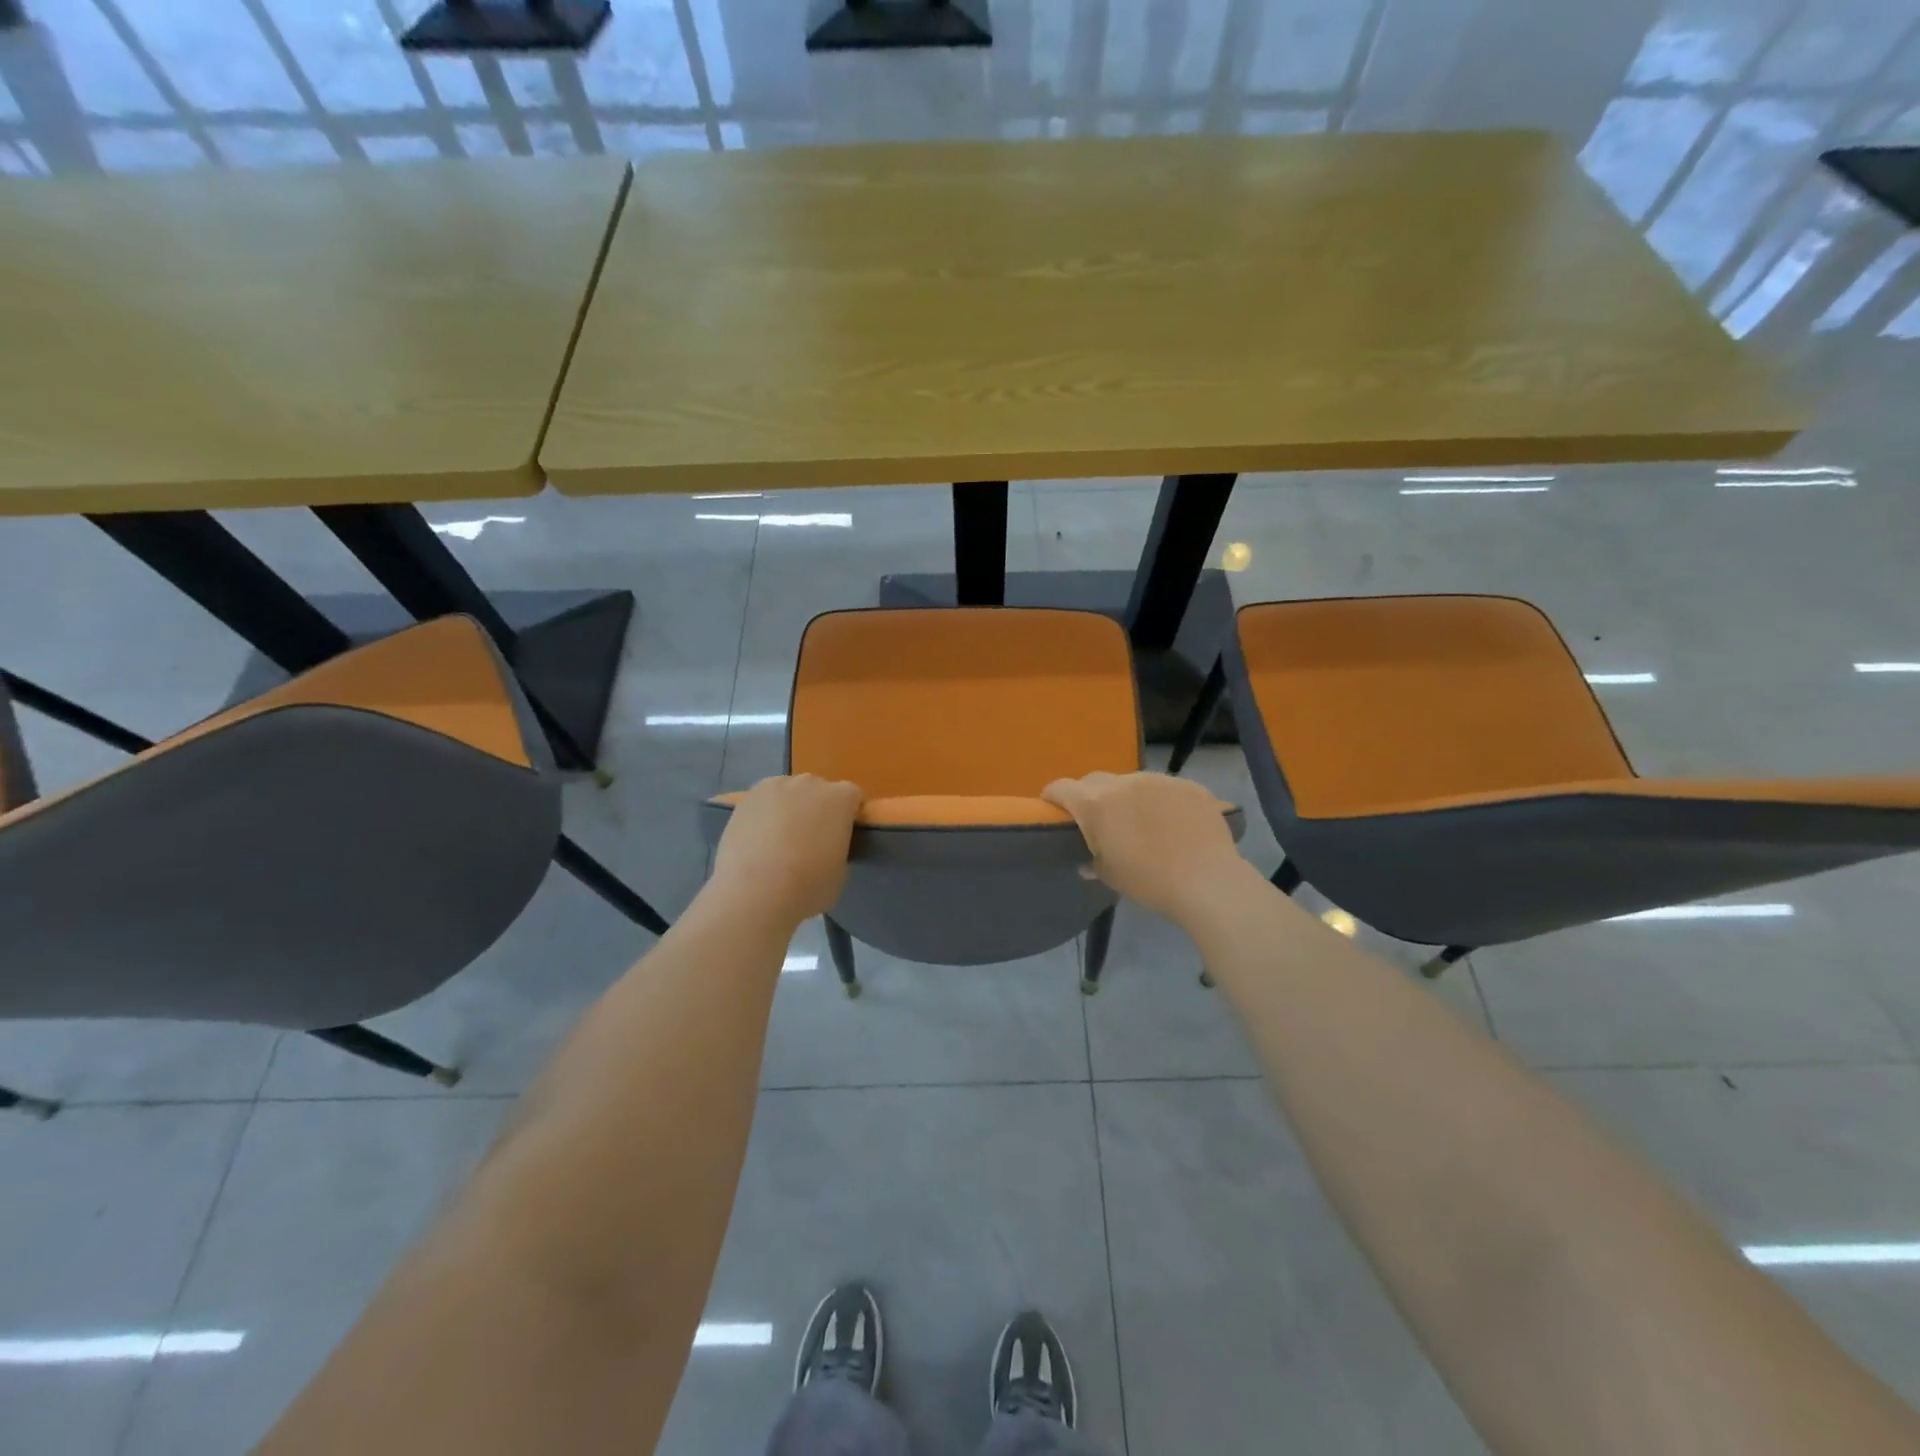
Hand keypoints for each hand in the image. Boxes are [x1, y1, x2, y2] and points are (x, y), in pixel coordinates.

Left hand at [711, 775, 862, 925]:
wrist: (755, 891)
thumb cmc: (808, 886)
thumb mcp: (840, 872)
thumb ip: (837, 848)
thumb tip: (825, 847)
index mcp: (840, 799)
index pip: (852, 796)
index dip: (847, 815)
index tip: (840, 836)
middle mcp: (810, 783)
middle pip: (819, 791)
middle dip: (817, 809)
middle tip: (809, 840)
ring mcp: (776, 786)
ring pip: (788, 793)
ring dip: (789, 809)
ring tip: (778, 841)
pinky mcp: (747, 797)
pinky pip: (763, 802)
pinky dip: (763, 815)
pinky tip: (756, 841)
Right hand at [1042, 771, 1249, 923]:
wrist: (1207, 881)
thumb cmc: (1148, 881)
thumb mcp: (1110, 875)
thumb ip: (1092, 860)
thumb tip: (1086, 860)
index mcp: (1095, 804)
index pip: (1060, 788)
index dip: (1052, 797)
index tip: (1053, 810)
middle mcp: (1123, 783)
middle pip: (1095, 781)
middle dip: (1090, 796)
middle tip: (1098, 821)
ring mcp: (1158, 780)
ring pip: (1131, 782)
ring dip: (1127, 797)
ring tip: (1140, 822)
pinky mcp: (1188, 785)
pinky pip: (1164, 788)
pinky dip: (1160, 801)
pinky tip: (1173, 824)